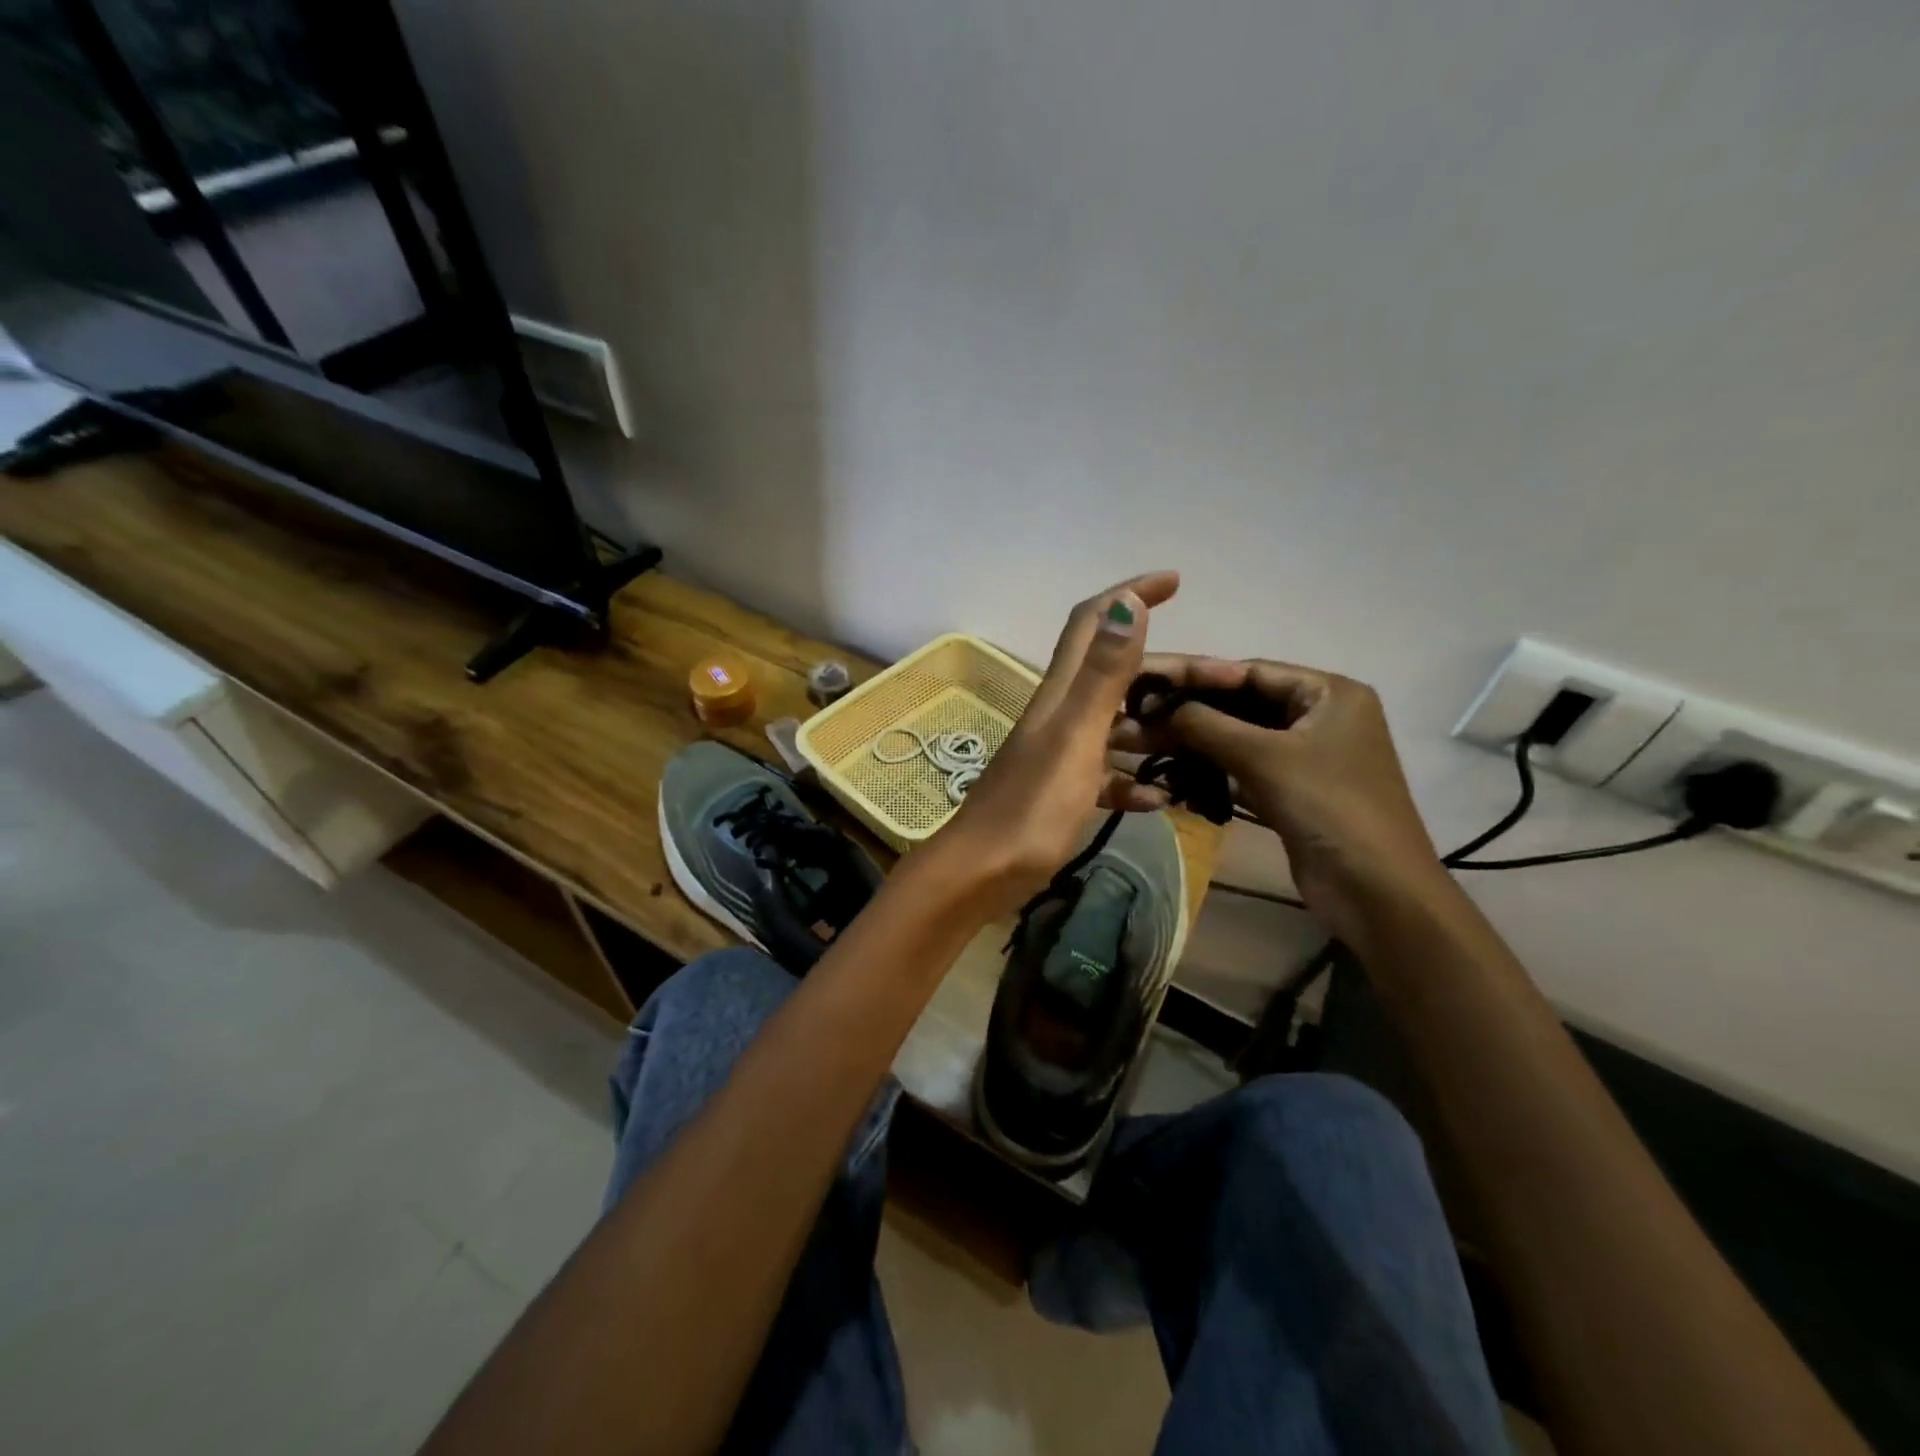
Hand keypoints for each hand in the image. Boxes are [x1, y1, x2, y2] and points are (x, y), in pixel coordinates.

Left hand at [936, 572, 1179, 915]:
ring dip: (1155, 726)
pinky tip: (1161, 800)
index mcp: (1060, 693)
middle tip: (1216, 681)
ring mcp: (1058, 754)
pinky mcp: (1060, 791)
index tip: (1173, 580)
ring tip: (1200, 740)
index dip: (1129, 593)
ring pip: (1115, 724)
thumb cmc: (1031, 808)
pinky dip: (1135, 780)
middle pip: (1113, 672)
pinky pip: (1107, 774)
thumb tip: (1127, 602)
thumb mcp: (1075, 738)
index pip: (1093, 622)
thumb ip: (1101, 675)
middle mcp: (1058, 714)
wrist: (981, 874)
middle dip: (1163, 670)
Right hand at [1113, 656, 1447, 942]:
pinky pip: (1244, 766)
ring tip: (1144, 742)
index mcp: (1328, 692)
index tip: (1146, 679)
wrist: (1375, 891)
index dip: (1195, 674)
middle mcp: (1320, 716)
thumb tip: (1156, 706)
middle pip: (1242, 703)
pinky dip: (1211, 768)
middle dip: (1189, 711)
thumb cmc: (1327, 807)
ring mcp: (1307, 755)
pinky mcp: (1293, 789)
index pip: (1250, 671)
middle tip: (1138, 715)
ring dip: (1195, 742)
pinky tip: (1173, 773)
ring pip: (1239, 737)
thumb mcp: (1263, 757)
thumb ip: (1206, 724)